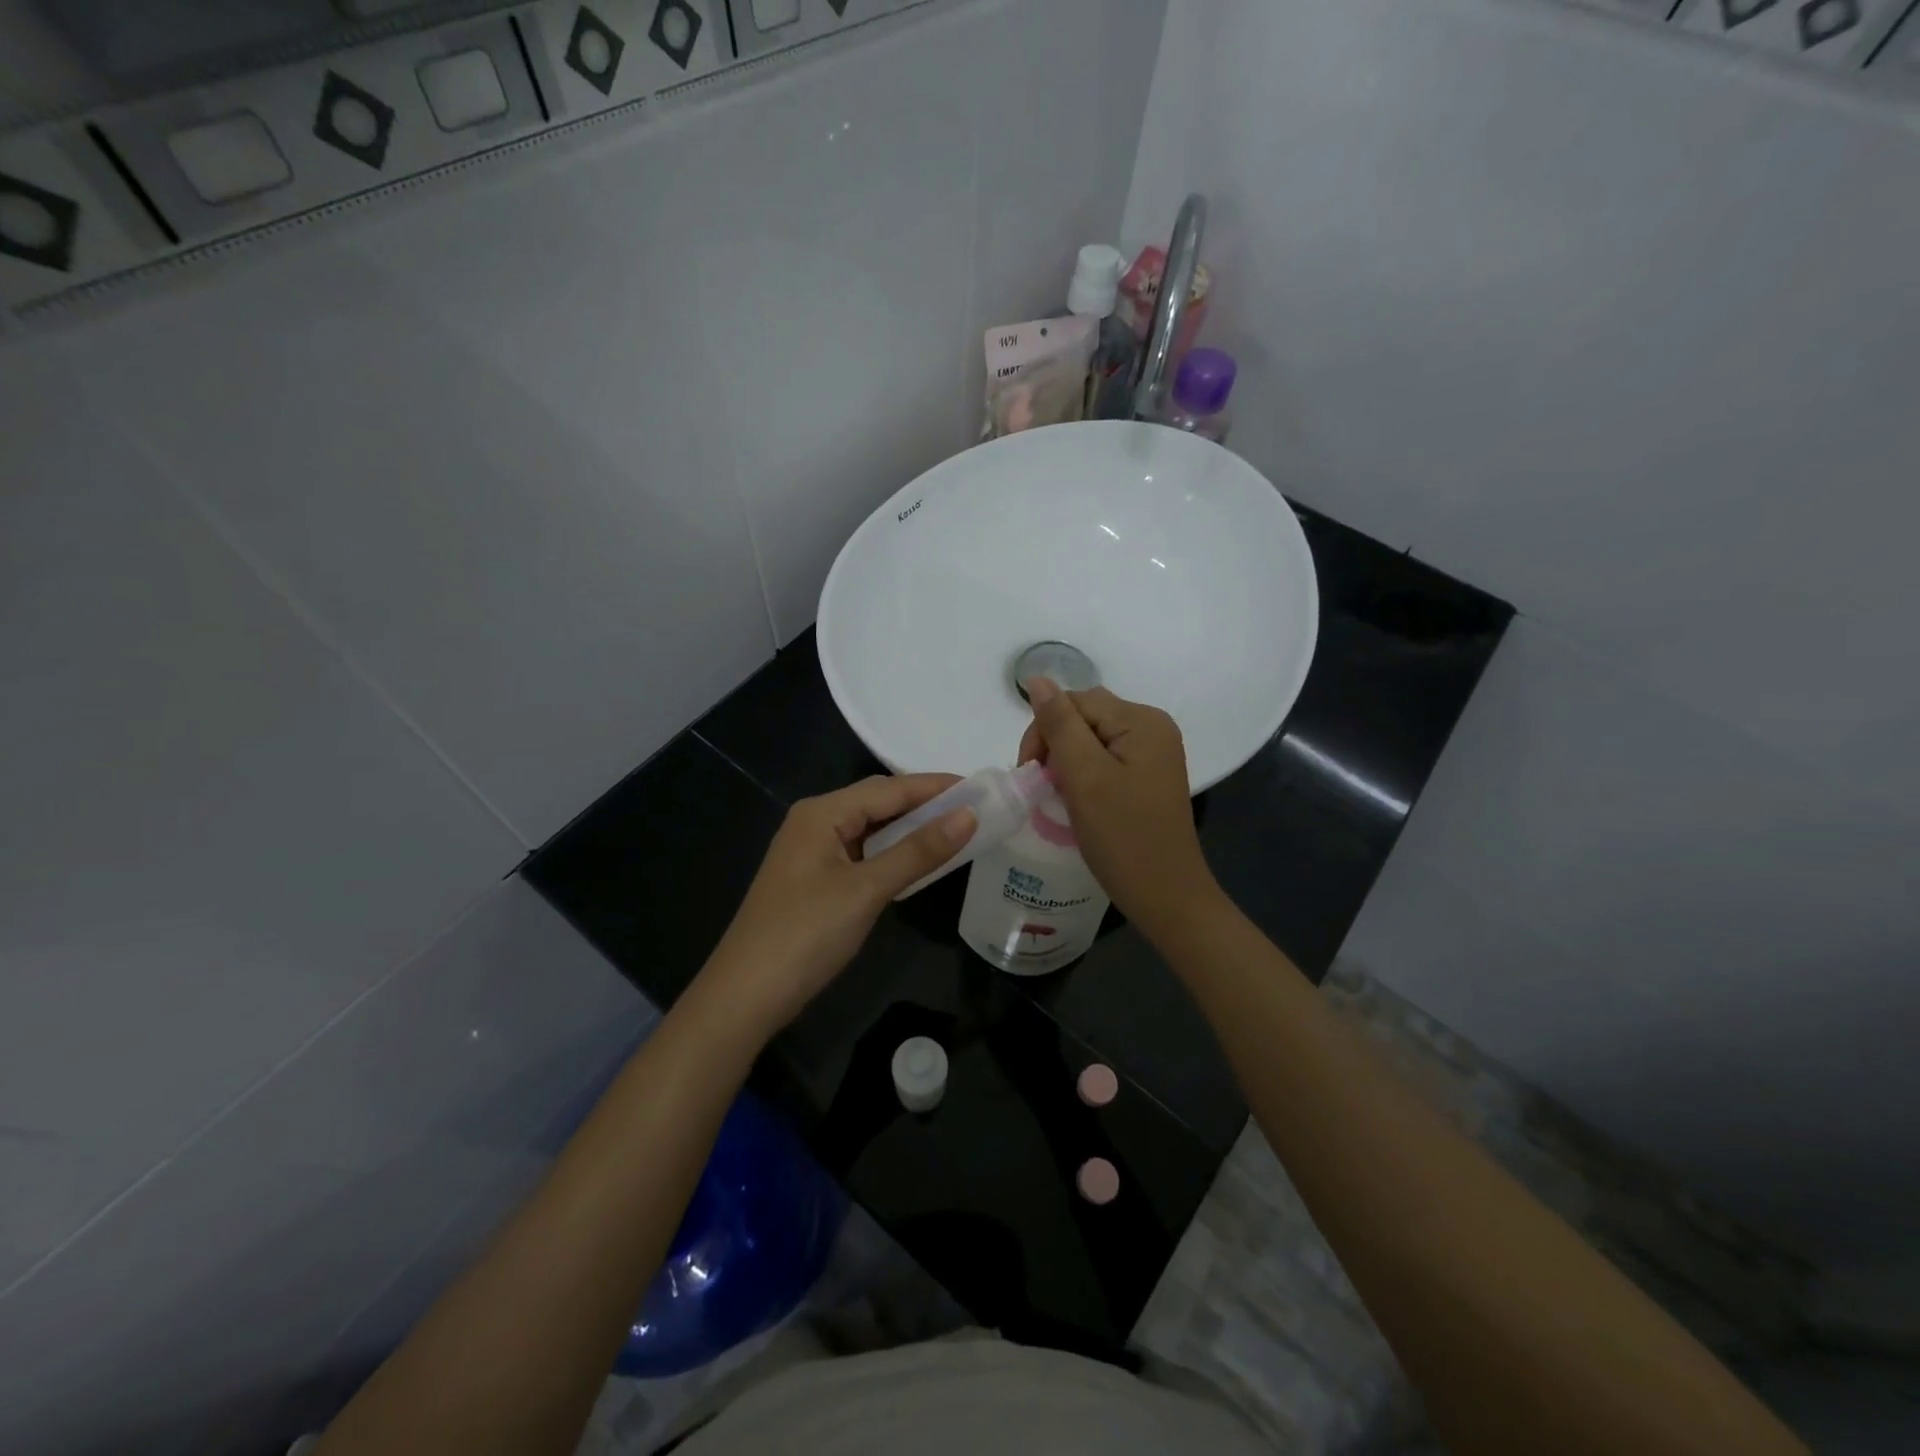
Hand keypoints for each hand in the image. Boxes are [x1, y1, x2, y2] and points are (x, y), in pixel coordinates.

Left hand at [693, 775, 975, 1041]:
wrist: (745, 996)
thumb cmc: (805, 935)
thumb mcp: (866, 890)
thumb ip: (918, 851)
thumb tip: (969, 816)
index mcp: (822, 813)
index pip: (889, 788)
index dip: (935, 786)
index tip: (981, 787)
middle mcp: (814, 822)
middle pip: (878, 802)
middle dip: (925, 804)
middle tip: (975, 809)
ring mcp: (811, 852)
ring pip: (870, 828)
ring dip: (910, 829)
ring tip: (956, 829)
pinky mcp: (813, 879)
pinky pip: (862, 853)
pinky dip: (892, 852)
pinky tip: (916, 860)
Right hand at [1018, 680, 1217, 937]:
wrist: (1166, 896)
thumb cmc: (1123, 837)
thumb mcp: (1085, 776)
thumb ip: (1059, 724)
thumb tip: (1037, 679)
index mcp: (1142, 720)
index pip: (1075, 702)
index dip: (1044, 730)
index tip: (1030, 773)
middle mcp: (1153, 727)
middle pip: (1085, 717)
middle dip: (1055, 746)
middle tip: (1043, 787)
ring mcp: (1153, 753)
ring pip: (1092, 739)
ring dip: (1067, 762)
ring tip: (1058, 795)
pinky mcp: (1148, 776)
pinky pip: (1106, 759)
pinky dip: (1084, 775)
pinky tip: (1078, 800)